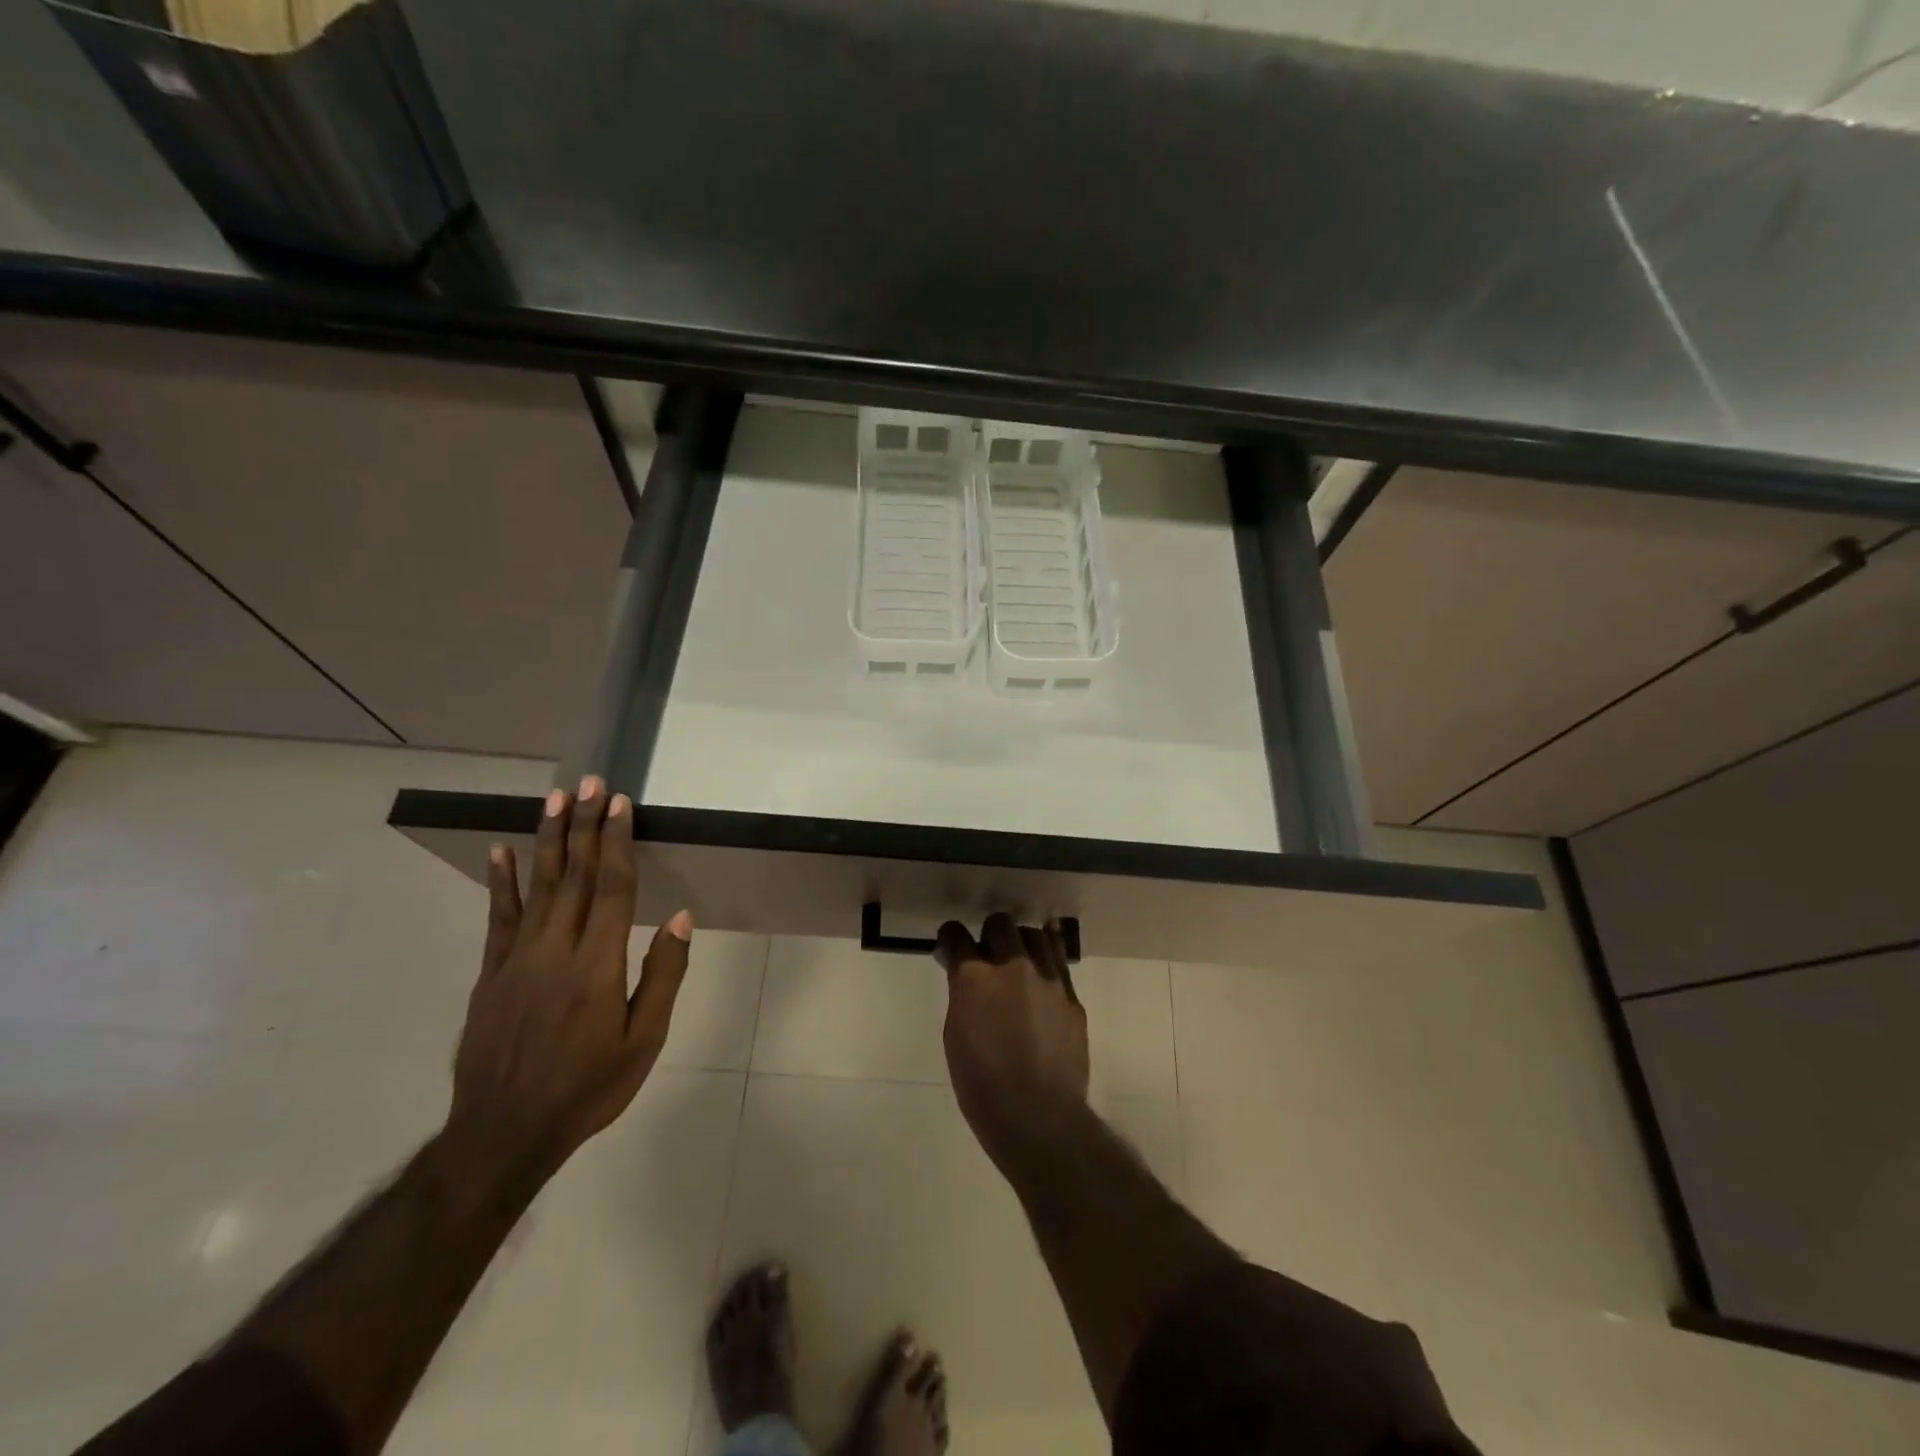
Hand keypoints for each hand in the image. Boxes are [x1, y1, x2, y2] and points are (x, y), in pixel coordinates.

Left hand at [448, 776, 691, 1174]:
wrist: (504, 1133)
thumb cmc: (588, 1087)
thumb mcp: (643, 1040)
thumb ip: (662, 974)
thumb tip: (678, 917)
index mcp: (597, 964)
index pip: (611, 887)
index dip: (616, 842)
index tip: (619, 804)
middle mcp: (555, 949)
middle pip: (572, 875)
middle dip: (583, 825)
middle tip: (589, 782)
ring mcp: (515, 959)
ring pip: (536, 887)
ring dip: (547, 839)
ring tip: (554, 799)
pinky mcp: (489, 974)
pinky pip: (497, 919)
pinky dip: (499, 883)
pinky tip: (500, 852)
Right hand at [936, 914, 1089, 1173]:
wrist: (1038, 1117)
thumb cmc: (982, 1085)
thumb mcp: (956, 1036)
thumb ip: (962, 996)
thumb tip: (966, 979)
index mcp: (975, 978)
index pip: (957, 936)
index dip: (951, 937)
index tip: (950, 944)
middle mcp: (1013, 966)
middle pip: (1000, 924)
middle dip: (988, 933)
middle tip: (986, 953)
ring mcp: (1047, 979)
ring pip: (1035, 935)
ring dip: (1021, 941)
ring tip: (1018, 956)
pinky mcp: (1071, 996)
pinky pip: (1059, 962)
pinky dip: (1048, 958)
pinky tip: (1043, 966)